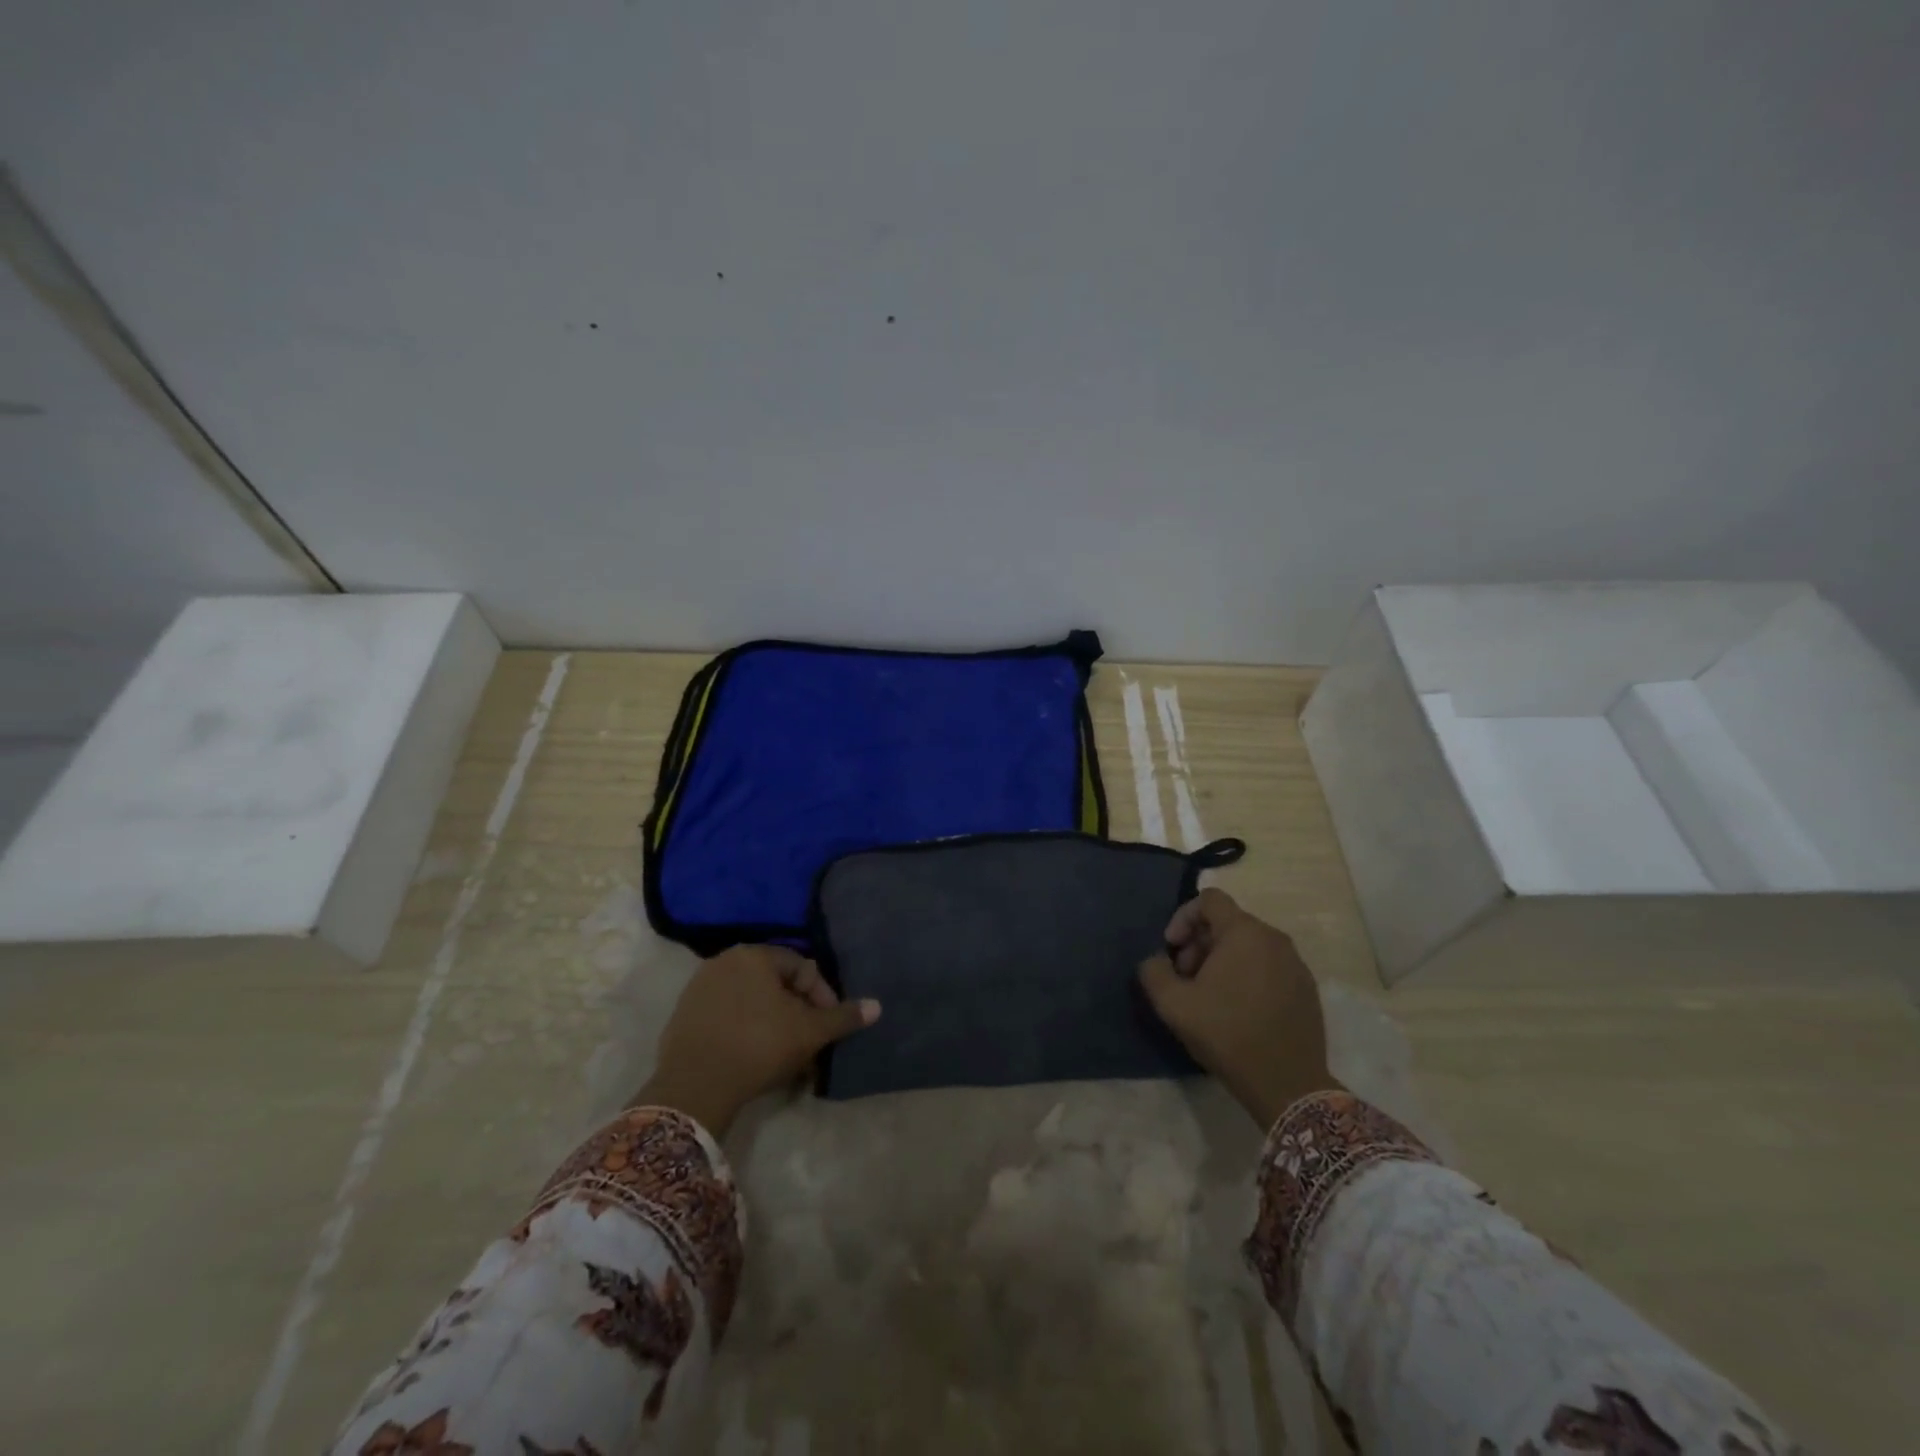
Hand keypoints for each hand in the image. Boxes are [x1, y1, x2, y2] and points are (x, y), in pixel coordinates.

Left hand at [639, 945, 879, 1135]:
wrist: (694, 1087)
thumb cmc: (759, 1045)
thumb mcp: (809, 1031)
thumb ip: (843, 1017)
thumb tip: (877, 1006)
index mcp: (754, 955)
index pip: (802, 968)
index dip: (823, 997)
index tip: (829, 1027)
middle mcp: (724, 961)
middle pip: (775, 984)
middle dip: (797, 1012)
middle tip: (809, 1042)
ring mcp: (699, 988)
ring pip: (751, 1002)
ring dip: (773, 1023)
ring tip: (785, 1054)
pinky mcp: (683, 1016)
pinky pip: (727, 1017)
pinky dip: (745, 1030)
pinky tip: (753, 1057)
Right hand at [1138, 888, 1338, 1128]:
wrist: (1287, 1085)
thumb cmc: (1226, 1034)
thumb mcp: (1173, 1003)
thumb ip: (1154, 970)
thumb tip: (1156, 960)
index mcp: (1244, 932)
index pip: (1209, 899)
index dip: (1182, 917)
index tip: (1172, 949)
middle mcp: (1274, 938)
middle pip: (1228, 922)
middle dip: (1200, 943)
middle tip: (1186, 977)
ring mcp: (1296, 963)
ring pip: (1249, 945)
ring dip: (1222, 959)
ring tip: (1209, 995)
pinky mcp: (1307, 988)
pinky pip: (1269, 965)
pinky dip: (1248, 974)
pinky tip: (1237, 1009)